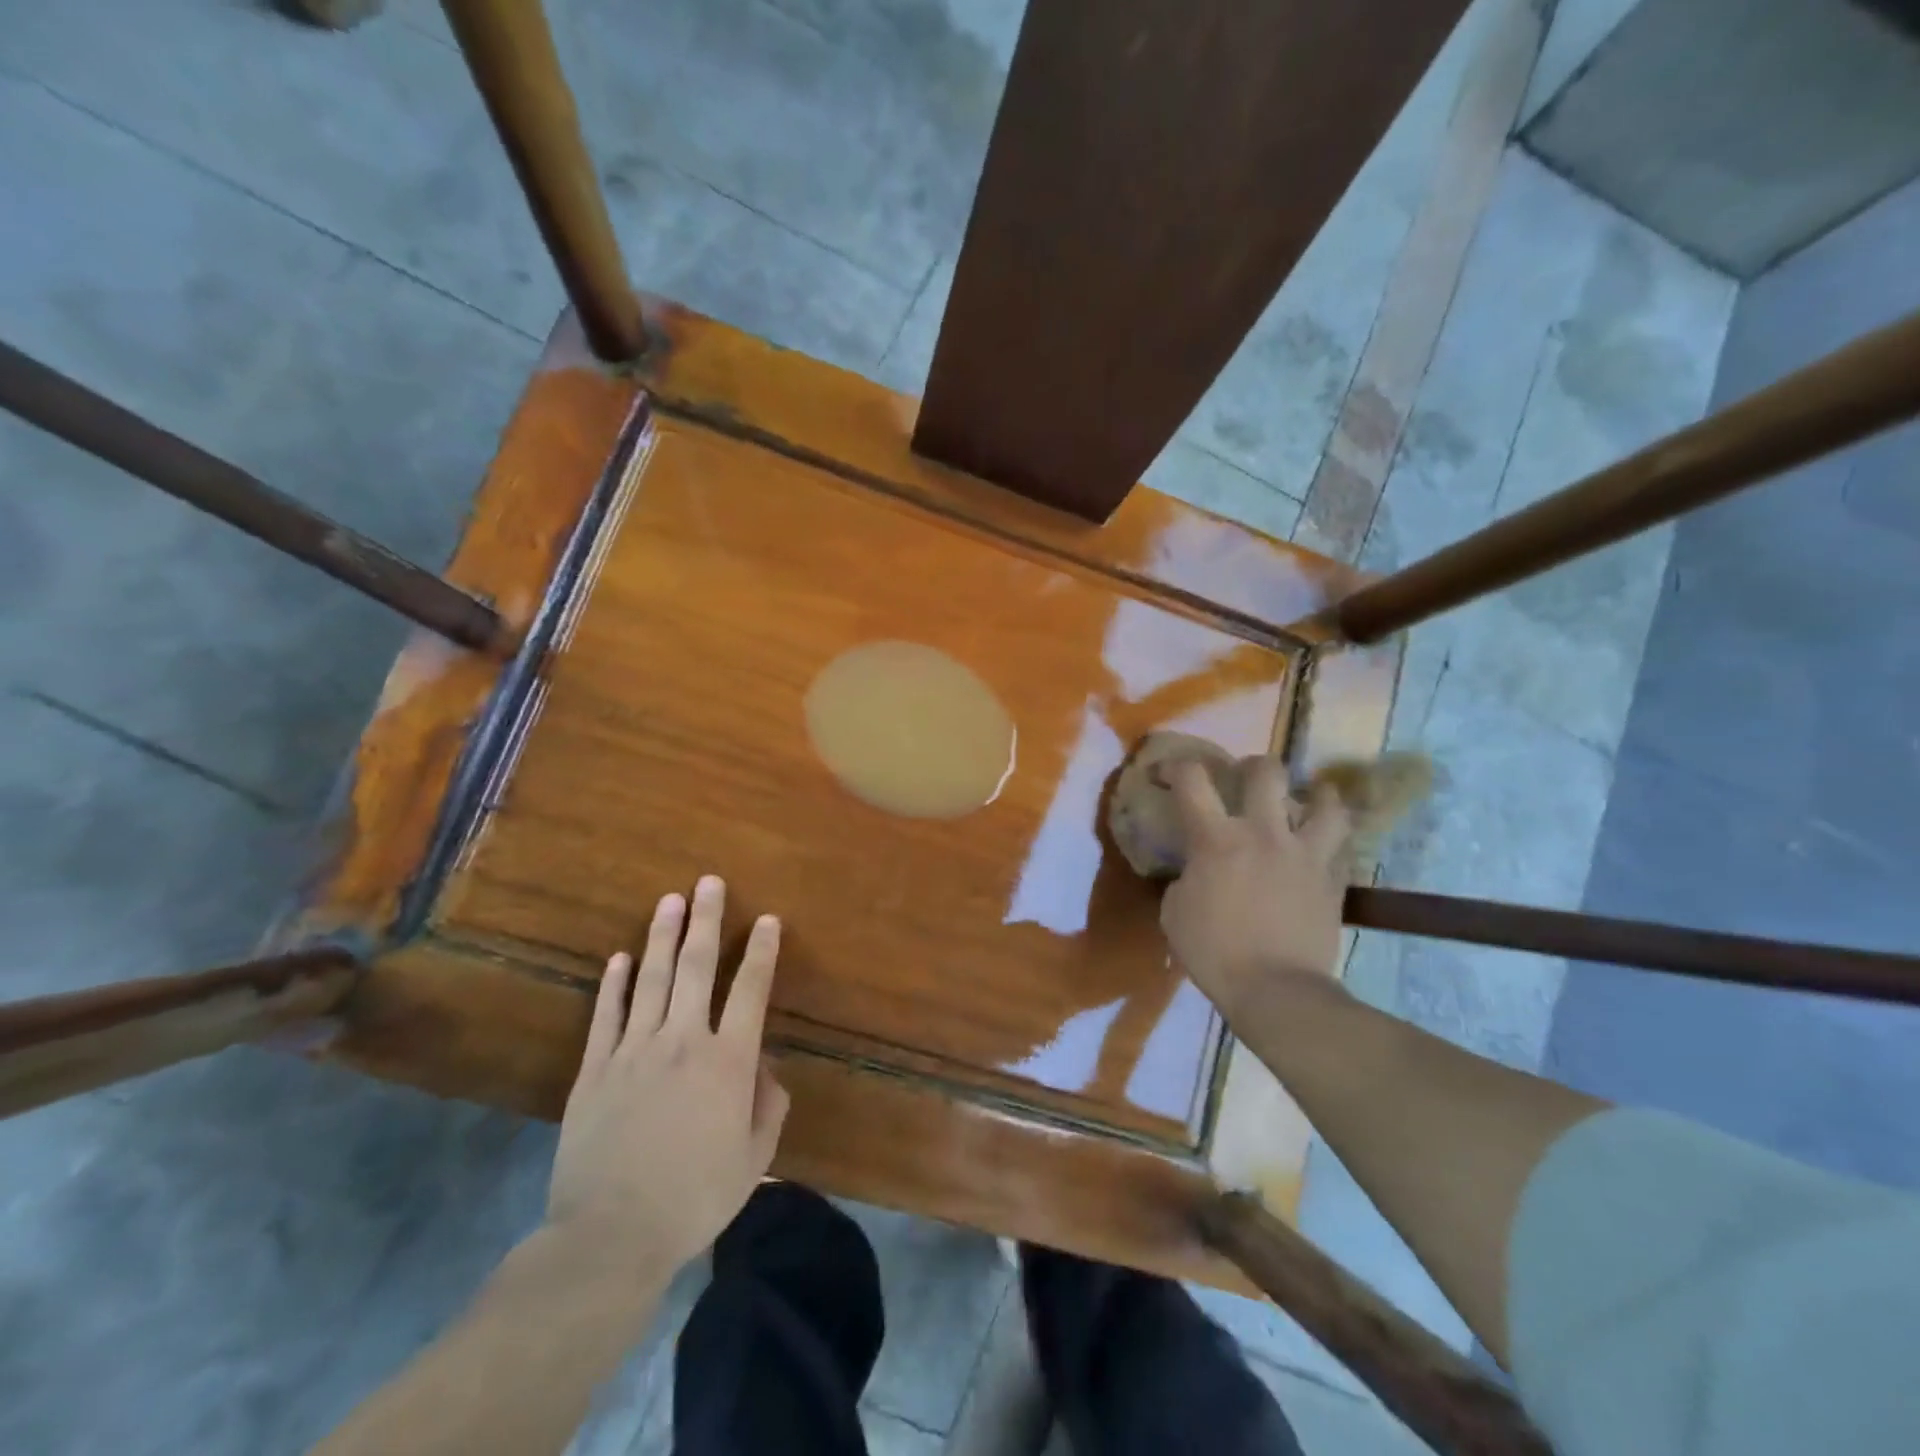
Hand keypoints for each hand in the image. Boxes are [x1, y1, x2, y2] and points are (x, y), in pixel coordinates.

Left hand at [547, 876, 789, 1273]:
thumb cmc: (694, 1198)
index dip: (762, 952)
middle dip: (707, 920)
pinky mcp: (595, 1069)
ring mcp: (634, 1050)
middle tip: (710, 882)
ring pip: (653, 978)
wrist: (610, 1235)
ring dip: (663, 936)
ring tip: (670, 900)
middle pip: (698, 967)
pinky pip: (607, 1014)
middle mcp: (684, 1040)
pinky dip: (614, 983)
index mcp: (729, 1061)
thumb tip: (764, 1067)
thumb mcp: (753, 1158)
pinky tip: (619, 957)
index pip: (751, 990)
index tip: (768, 921)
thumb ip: (768, 1105)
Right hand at [1159, 757, 1353, 1018]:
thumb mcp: (1175, 912)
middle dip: (1253, 767)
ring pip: (1324, 802)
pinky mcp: (1333, 879)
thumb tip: (1197, 871)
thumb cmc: (1214, 953)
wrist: (1276, 990)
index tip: (1169, 771)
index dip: (1177, 766)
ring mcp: (1305, 853)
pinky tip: (1323, 846)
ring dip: (1316, 794)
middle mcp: (1263, 833)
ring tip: (1311, 798)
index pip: (1192, 780)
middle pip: (1266, 772)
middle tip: (1247, 779)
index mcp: (1216, 839)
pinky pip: (1341, 846)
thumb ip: (1185, 879)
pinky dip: (1331, 839)